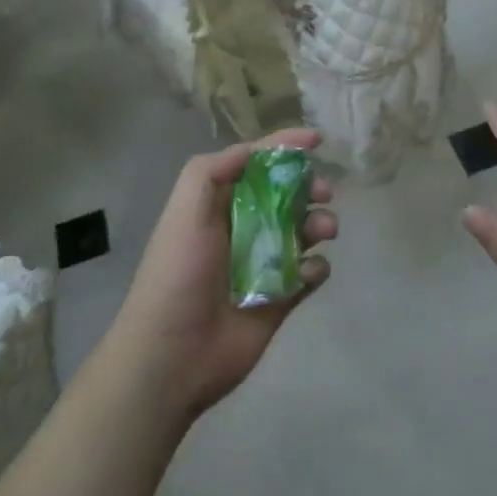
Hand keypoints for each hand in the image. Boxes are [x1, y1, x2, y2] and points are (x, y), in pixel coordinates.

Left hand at [105, 129, 336, 423]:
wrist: (172, 355)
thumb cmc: (178, 272)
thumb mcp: (185, 209)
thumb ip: (214, 169)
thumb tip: (255, 150)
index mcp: (219, 204)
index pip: (256, 164)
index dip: (285, 148)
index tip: (318, 141)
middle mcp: (243, 228)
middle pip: (287, 195)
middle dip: (309, 187)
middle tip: (324, 193)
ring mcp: (264, 264)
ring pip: (304, 232)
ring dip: (319, 224)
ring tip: (324, 231)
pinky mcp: (280, 299)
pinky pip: (310, 274)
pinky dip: (317, 267)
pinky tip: (309, 272)